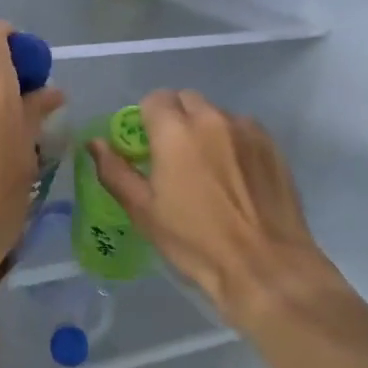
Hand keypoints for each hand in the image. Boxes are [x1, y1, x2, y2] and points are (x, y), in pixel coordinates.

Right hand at [88, 90, 344, 328]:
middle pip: (186, 100)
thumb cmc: (196, 242)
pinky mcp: (272, 146)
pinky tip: (236, 177)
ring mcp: (246, 130)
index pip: (154, 99)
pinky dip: (233, 142)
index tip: (146, 146)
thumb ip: (115, 171)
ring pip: (216, 114)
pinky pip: (243, 130)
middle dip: (175, 118)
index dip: (145, 119)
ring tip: (208, 169)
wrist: (266, 268)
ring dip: (206, 129)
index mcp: (175, 131)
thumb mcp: (144, 212)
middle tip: (173, 156)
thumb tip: (95, 143)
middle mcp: (212, 119)